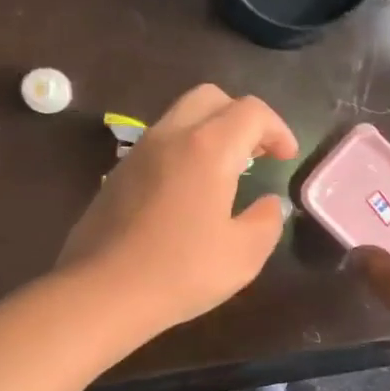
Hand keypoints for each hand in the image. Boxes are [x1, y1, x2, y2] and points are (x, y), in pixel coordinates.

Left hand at [58, 84, 298, 333]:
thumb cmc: (180, 272)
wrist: (101, 292)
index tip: (287, 158)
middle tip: (257, 153)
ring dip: (211, 131)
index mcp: (207, 148)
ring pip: (180, 116)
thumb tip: (269, 204)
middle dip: (242, 117)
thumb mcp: (243, 255)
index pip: (251, 112)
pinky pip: (159, 143)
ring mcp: (138, 153)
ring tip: (227, 171)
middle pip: (211, 98)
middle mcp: (170, 136)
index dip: (278, 129)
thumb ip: (267, 221)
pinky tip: (189, 192)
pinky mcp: (117, 174)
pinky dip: (184, 150)